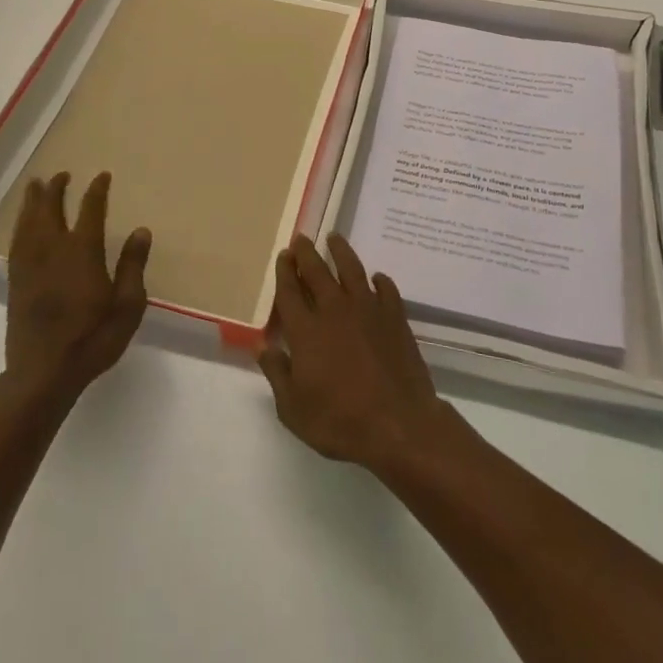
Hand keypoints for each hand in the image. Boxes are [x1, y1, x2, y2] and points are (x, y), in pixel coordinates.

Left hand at [5, 171, 149, 406]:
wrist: (44, 373)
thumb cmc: (93, 339)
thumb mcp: (127, 306)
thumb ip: (132, 266)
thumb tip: (141, 230)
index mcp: (82, 253)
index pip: (90, 211)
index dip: (96, 191)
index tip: (102, 176)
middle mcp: (53, 250)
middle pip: (51, 210)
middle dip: (56, 189)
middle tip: (61, 175)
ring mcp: (30, 265)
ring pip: (29, 223)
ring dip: (32, 202)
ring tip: (35, 186)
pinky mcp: (16, 282)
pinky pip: (16, 243)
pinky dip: (20, 226)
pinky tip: (22, 224)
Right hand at [258, 233, 457, 471]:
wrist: (398, 424)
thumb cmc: (340, 422)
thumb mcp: (293, 409)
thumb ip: (277, 373)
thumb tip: (263, 346)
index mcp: (306, 330)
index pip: (289, 292)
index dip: (284, 271)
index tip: (283, 255)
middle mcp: (334, 311)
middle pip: (317, 272)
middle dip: (306, 253)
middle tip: (302, 238)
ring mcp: (368, 310)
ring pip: (352, 270)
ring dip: (341, 252)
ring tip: (334, 238)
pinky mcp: (395, 318)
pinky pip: (386, 289)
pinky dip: (380, 281)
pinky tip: (377, 278)